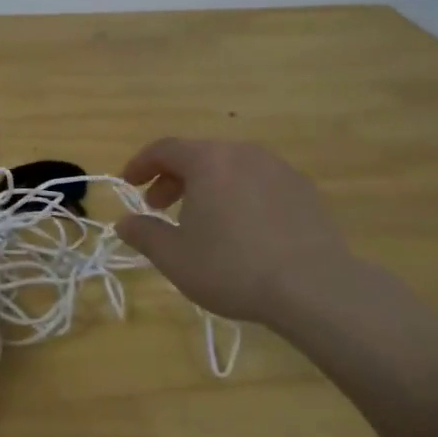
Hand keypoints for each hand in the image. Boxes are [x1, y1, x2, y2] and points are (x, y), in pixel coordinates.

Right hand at [117, 138, 367, 329]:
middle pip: (199, 156)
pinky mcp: (305, 190)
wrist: (314, 287)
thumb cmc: (232, 267)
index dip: (140, 164)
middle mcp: (244, 153)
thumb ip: (144, 234)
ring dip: (208, 187)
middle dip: (173, 179)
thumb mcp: (175, 257)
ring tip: (202, 220)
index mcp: (209, 161)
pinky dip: (240, 196)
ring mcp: (279, 169)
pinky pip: (260, 183)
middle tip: (160, 207)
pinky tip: (243, 229)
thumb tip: (123, 222)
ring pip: (231, 168)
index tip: (128, 184)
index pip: (164, 149)